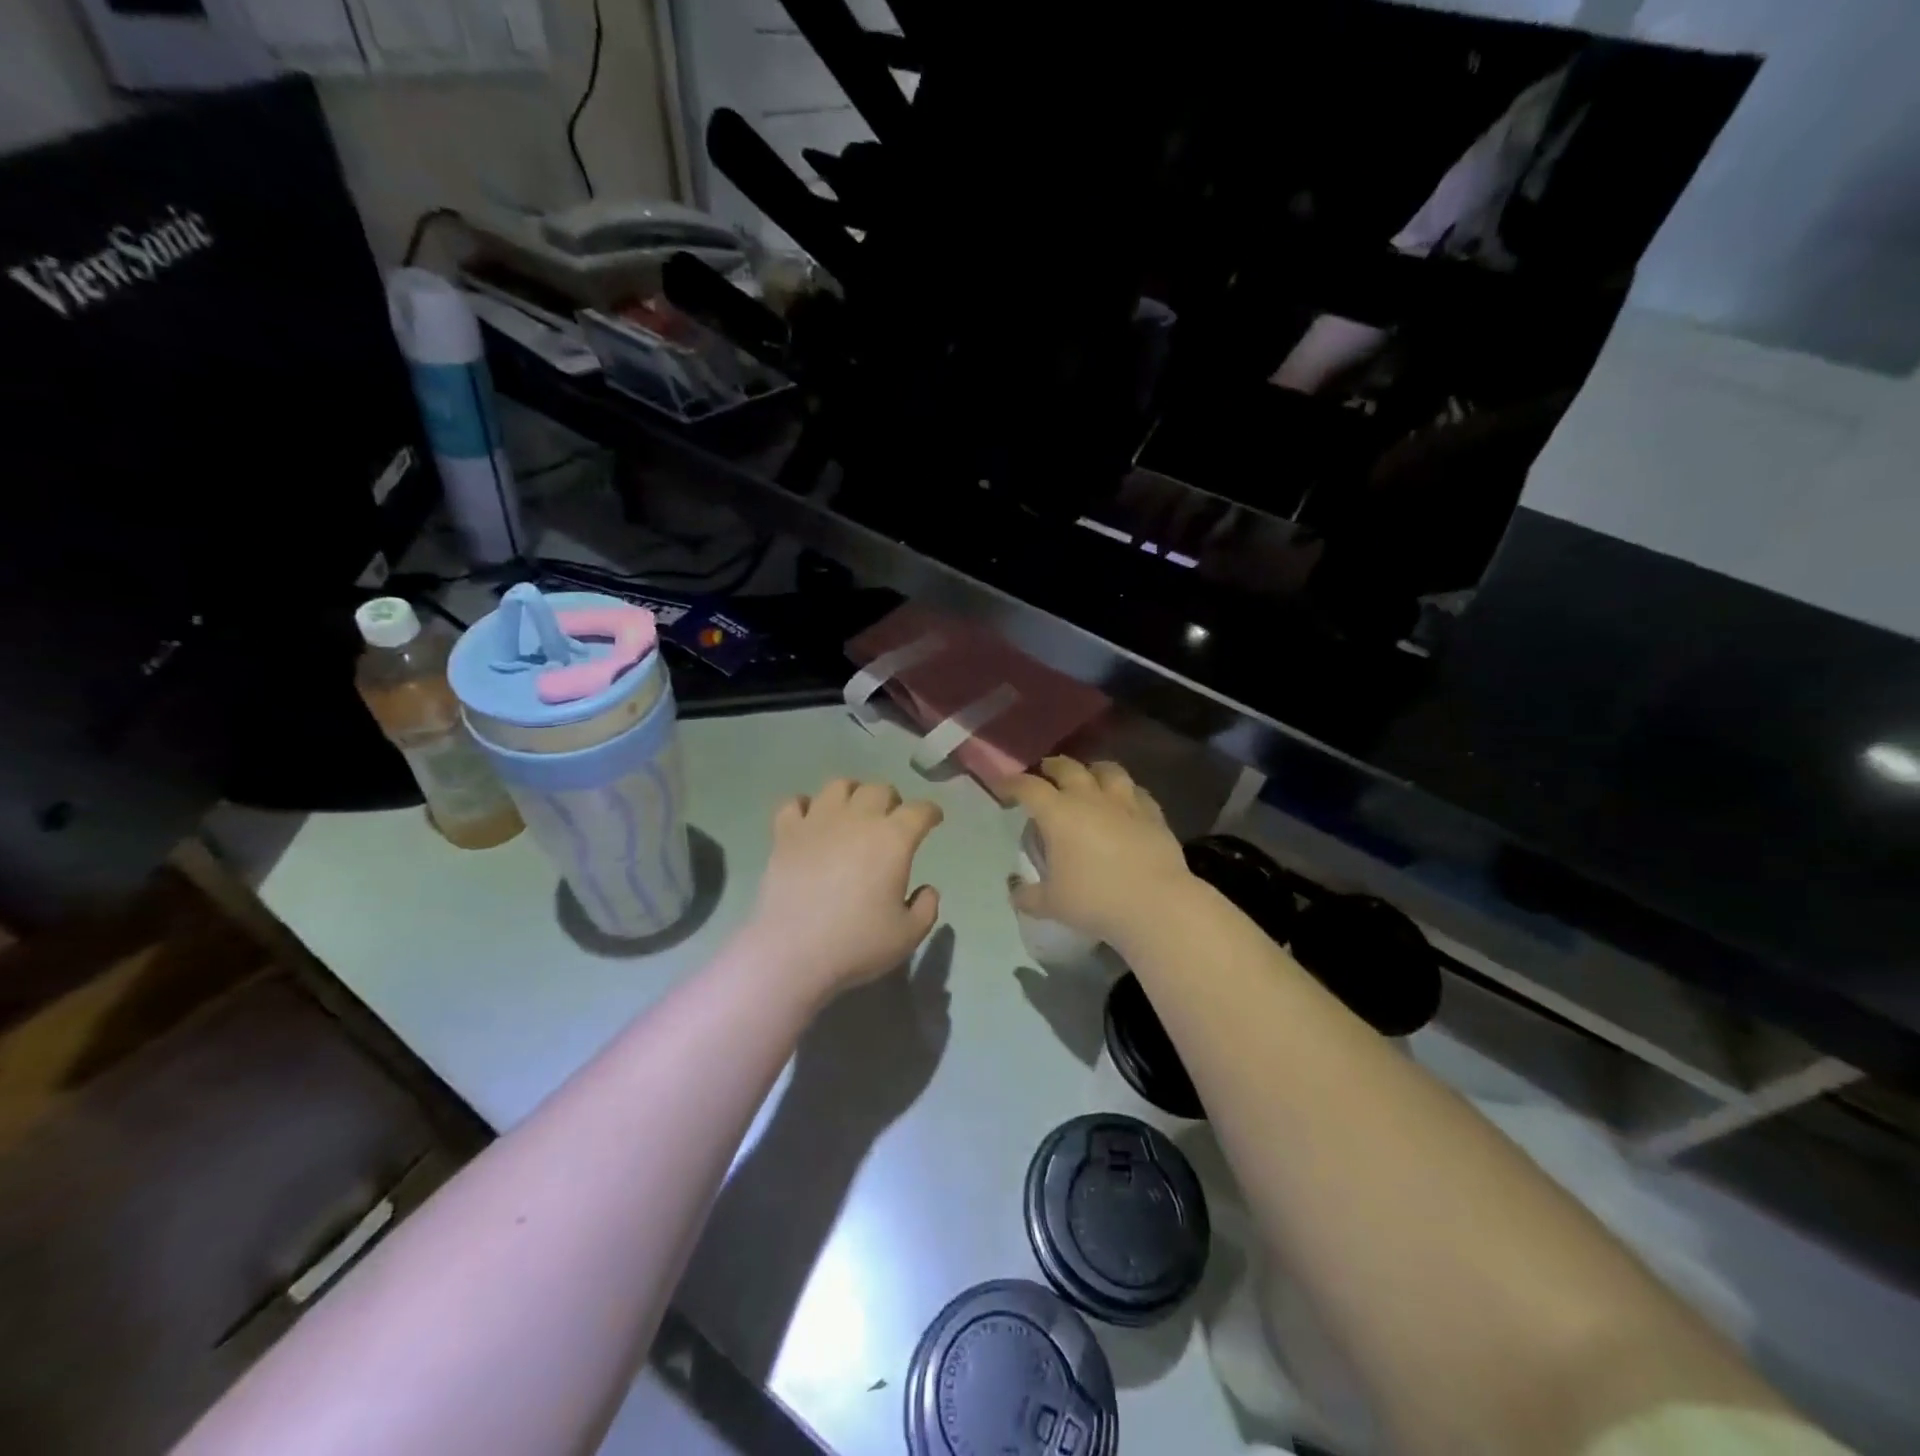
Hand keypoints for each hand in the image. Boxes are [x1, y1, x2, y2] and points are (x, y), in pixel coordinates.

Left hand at [744, 777, 944, 1002]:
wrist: (793, 952)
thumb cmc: (857, 943)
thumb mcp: (909, 935)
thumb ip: (926, 907)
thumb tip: (926, 889)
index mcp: (893, 839)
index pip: (920, 811)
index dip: (930, 812)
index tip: (933, 819)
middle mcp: (858, 819)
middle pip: (879, 789)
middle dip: (892, 800)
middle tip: (892, 820)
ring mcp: (818, 821)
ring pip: (838, 785)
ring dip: (852, 793)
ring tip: (852, 811)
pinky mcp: (785, 833)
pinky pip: (794, 803)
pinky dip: (805, 806)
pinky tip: (809, 820)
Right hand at [1008, 757, 1194, 946]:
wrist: (1156, 904)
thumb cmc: (1095, 900)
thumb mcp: (1052, 904)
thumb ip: (1028, 896)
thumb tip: (1015, 891)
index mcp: (1058, 813)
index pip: (1028, 787)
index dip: (1012, 783)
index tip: (1003, 787)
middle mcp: (1090, 798)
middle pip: (1067, 768)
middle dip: (1052, 767)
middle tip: (1045, 773)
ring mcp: (1125, 802)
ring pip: (1108, 770)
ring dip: (1093, 770)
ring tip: (1089, 776)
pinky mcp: (1153, 814)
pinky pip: (1137, 792)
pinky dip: (1126, 791)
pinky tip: (1126, 801)